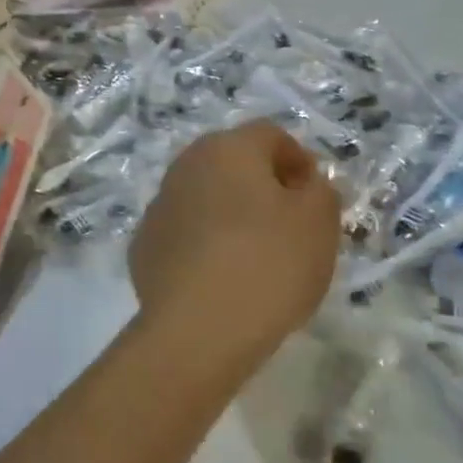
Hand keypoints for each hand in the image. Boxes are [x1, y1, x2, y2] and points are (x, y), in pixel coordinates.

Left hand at [129, 122, 340, 371]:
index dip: (298, 160)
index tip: (314, 197)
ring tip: (254, 257)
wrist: (197, 327)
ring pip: (204, 197)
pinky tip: (219, 279)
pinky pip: (183, 233)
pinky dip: (202, 244)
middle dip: (262, 185)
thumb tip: (303, 183)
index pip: (270, 135)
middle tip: (288, 226)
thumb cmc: (268, 264)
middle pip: (232, 162)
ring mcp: (158, 205)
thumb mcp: (318, 223)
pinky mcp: (143, 244)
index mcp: (228, 148)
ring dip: (228, 214)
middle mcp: (185, 165)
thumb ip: (319, 191)